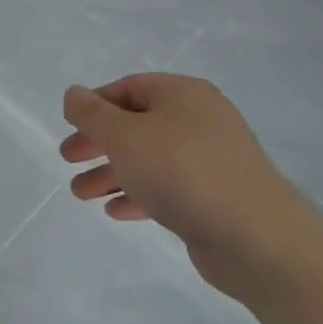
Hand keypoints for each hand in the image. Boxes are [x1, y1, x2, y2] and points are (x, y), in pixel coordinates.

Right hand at [60, 74, 316, 297]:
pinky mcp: (215, 196)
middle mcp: (199, 120)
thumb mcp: (125, 136)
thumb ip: (93, 114)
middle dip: (99, 142)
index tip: (69, 126)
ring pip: (150, 158)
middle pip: (138, 124)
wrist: (254, 236)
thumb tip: (73, 94)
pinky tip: (115, 211)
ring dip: (112, 173)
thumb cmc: (182, 172)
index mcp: (183, 94)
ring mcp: (210, 159)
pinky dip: (139, 194)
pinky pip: (168, 187)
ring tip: (80, 194)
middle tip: (68, 160)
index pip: (130, 87)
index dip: (95, 104)